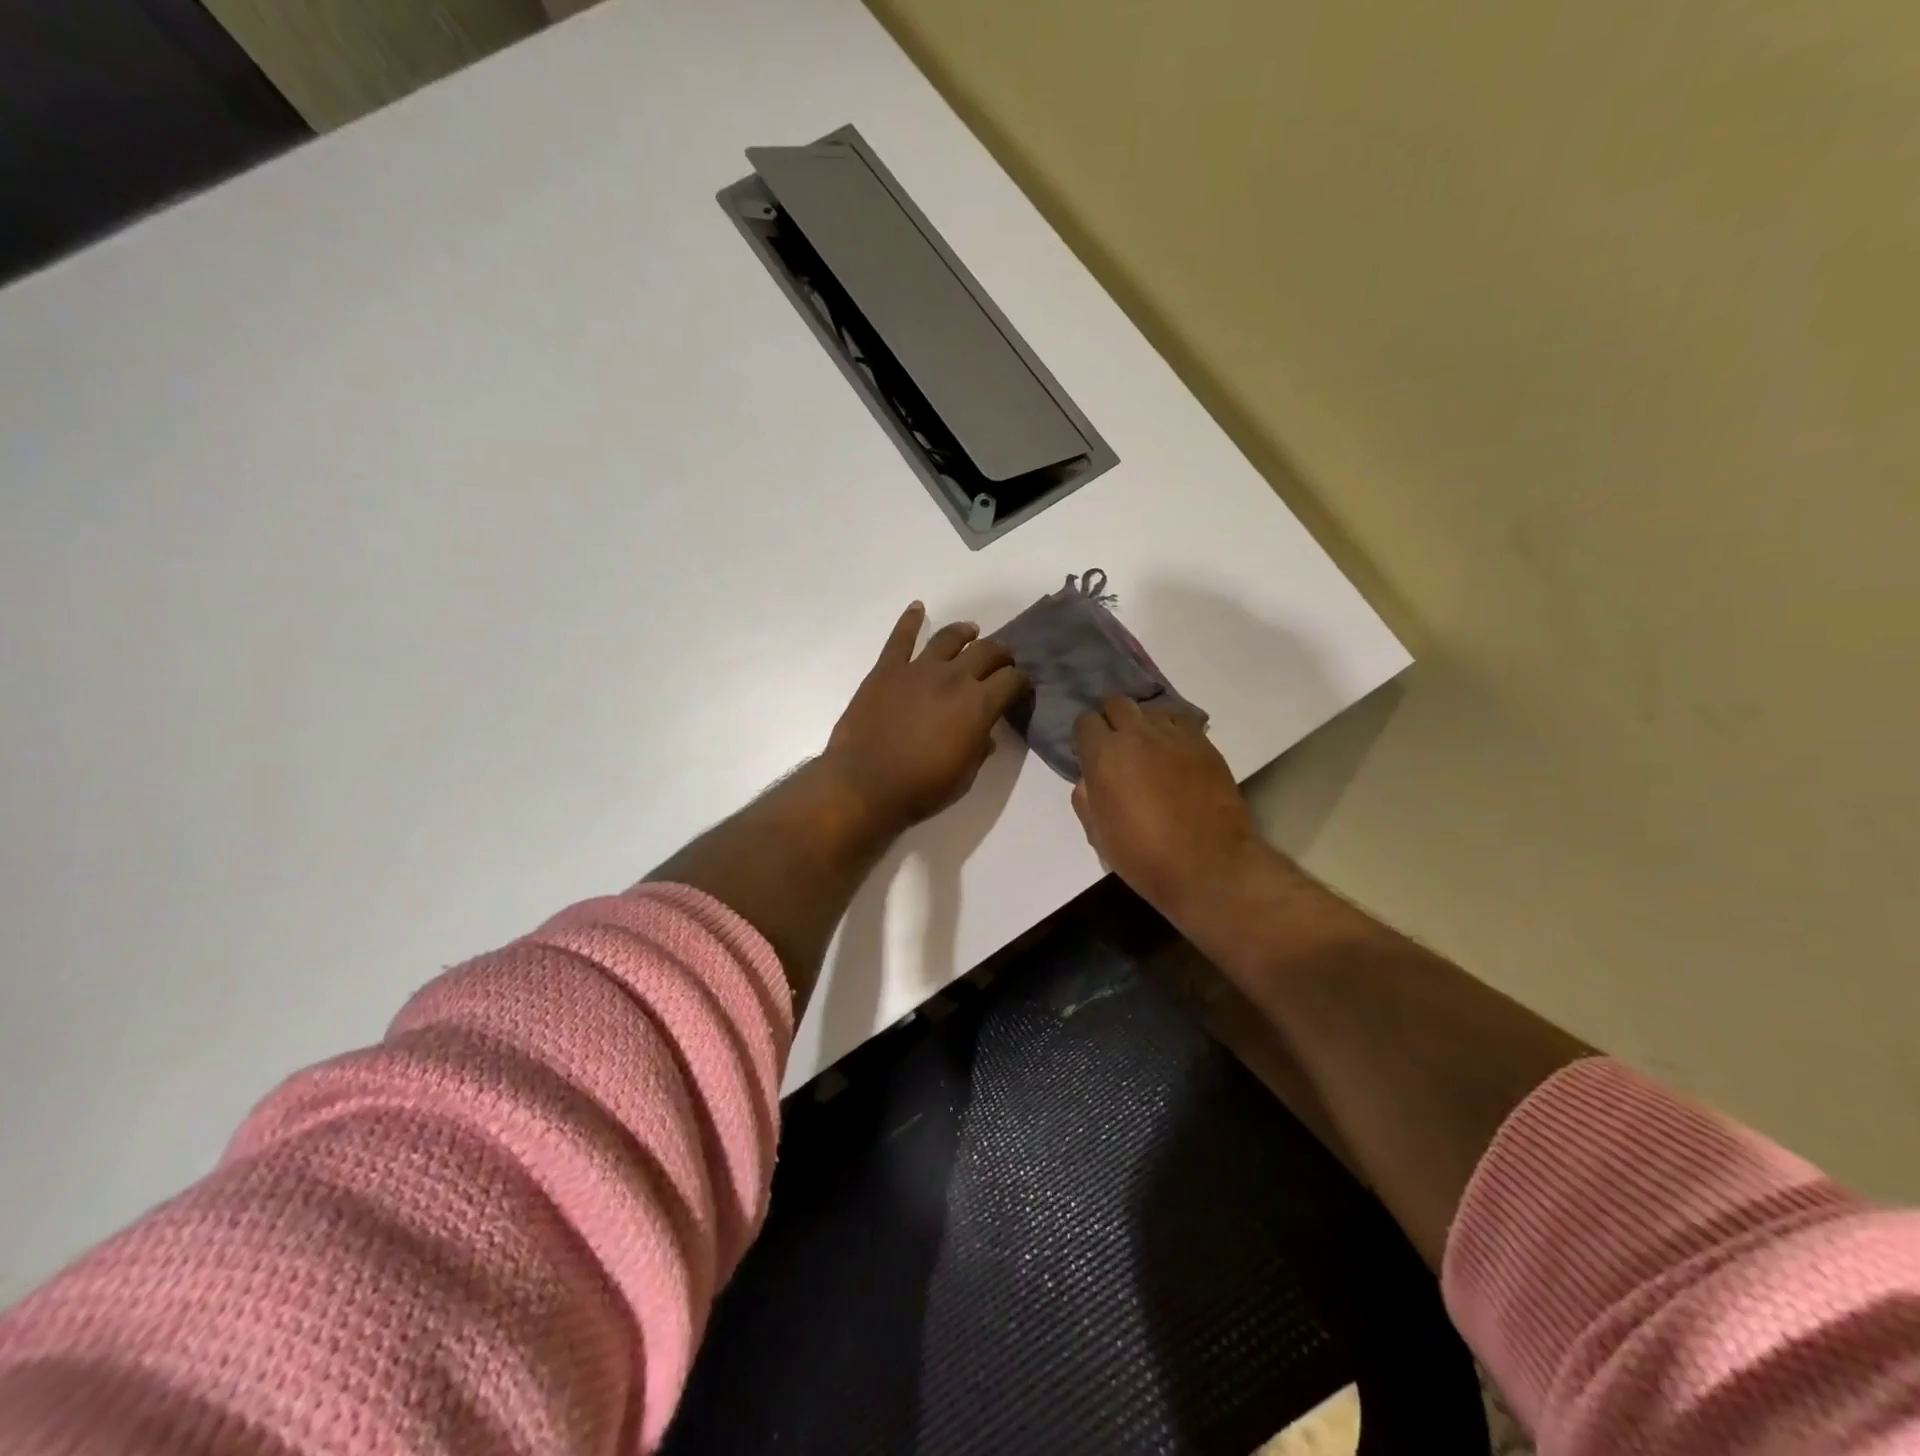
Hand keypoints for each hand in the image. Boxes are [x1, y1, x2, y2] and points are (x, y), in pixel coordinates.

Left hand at [822, 603, 1029, 834]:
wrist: (865, 784)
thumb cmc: (920, 788)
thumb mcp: (965, 776)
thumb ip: (979, 749)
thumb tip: (985, 736)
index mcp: (979, 705)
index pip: (1012, 680)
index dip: (1021, 683)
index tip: (1019, 689)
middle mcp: (954, 677)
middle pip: (987, 651)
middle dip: (1001, 654)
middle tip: (1002, 661)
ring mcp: (918, 669)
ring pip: (949, 638)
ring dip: (965, 632)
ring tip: (971, 631)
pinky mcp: (887, 669)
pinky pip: (900, 638)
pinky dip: (910, 620)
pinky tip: (918, 608)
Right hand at [1072, 696, 1264, 911]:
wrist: (1208, 865)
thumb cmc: (1143, 856)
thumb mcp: (1098, 834)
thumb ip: (1086, 798)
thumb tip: (1089, 779)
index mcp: (1104, 755)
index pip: (1085, 722)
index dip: (1086, 738)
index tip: (1090, 755)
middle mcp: (1137, 734)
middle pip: (1117, 704)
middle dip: (1112, 720)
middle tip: (1117, 746)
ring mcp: (1174, 735)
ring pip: (1151, 711)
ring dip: (1144, 725)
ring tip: (1149, 749)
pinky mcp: (1204, 743)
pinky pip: (1181, 723)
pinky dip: (1173, 732)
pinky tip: (1176, 755)